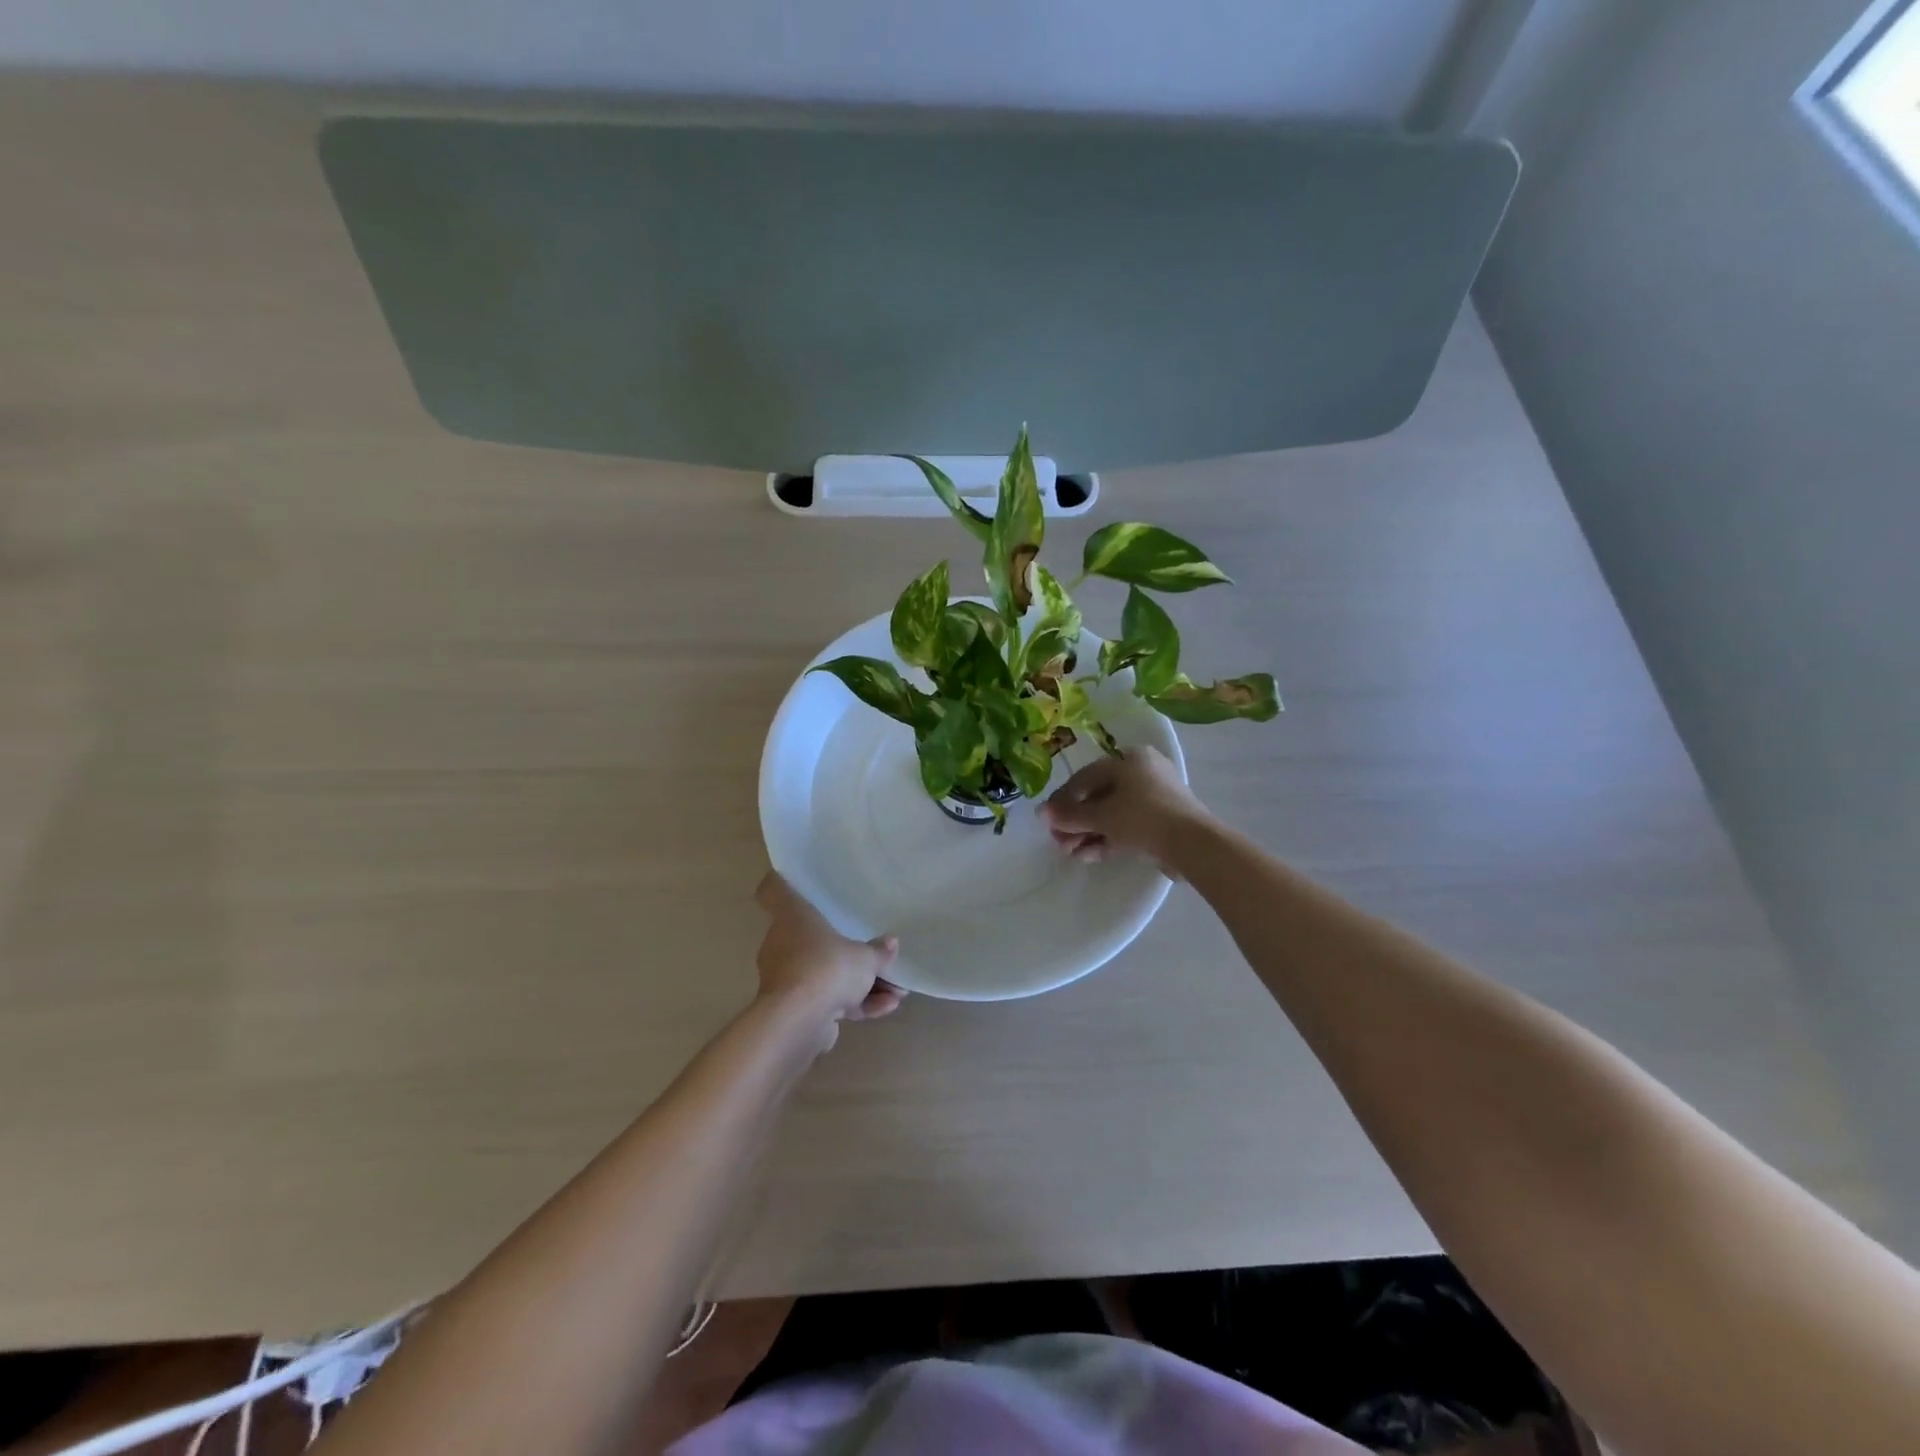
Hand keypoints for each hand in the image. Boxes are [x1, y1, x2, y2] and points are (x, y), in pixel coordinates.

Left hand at [754, 873, 904, 1044]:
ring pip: (827, 974)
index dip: (782, 883)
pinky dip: (856, 1004)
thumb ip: (878, 951)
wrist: (799, 1021)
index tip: (793, 880)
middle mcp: (784, 944)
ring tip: (896, 992)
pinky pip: (830, 1000)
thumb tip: (890, 942)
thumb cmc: (827, 967)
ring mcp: (789, 979)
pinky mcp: (797, 1010)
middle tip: (878, 957)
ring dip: (862, 984)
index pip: (776, 892)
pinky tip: (888, 1007)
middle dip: (849, 953)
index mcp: (793, 919)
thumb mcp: (864, 957)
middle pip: (813, 940)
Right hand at [1042, 747, 1214, 868]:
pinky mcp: (1162, 822)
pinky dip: (1108, 839)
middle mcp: (1143, 772)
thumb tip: (1042, 813)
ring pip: (1113, 814)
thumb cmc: (1142, 816)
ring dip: (1089, 833)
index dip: (1063, 800)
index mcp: (1129, 759)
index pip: (1085, 777)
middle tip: (1059, 841)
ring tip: (1072, 854)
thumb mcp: (1101, 816)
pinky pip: (1128, 826)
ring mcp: (1155, 798)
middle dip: (1076, 822)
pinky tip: (1088, 856)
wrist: (1193, 844)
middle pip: (1098, 797)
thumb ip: (1070, 815)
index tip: (1047, 821)